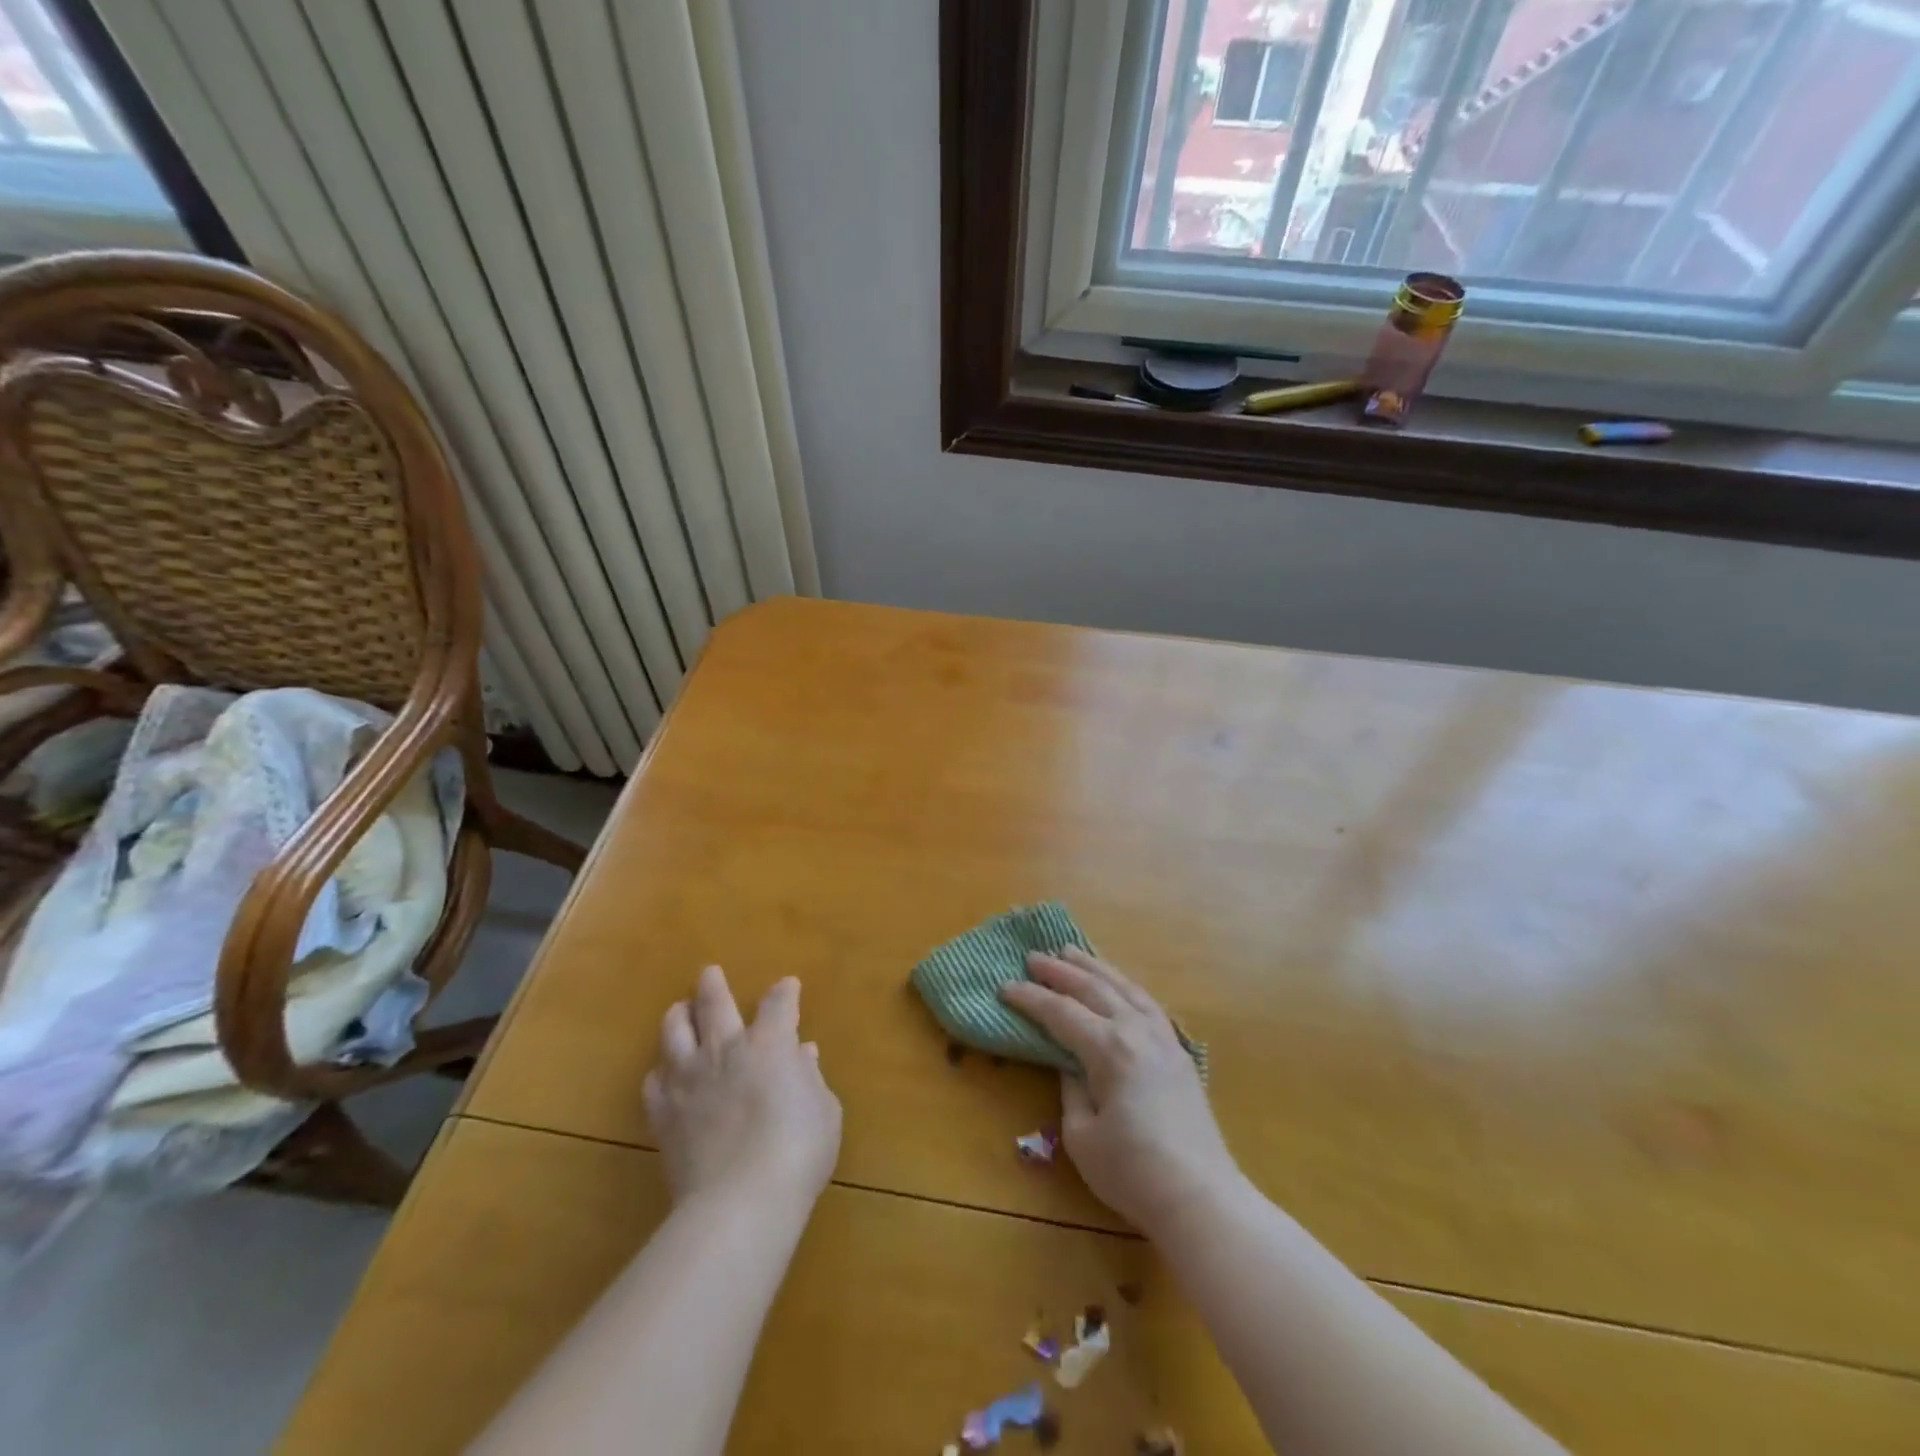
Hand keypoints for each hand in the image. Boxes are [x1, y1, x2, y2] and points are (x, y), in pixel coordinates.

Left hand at [643, 966, 842, 1210]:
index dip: (785, 992)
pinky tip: (663, 1074)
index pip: (778, 1003)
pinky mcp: (664, 1114)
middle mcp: (725, 1049)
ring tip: (678, 1011)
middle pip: (714, 1003)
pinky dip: (660, 1072)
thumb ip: (810, 1079)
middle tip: (709, 973)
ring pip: (674, 1031)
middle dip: (713, 985)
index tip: (788, 987)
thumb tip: (802, 1057)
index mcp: (770, 1043)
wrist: (740, 1201)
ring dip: (678, 1016)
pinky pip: (653, 1082)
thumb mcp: (824, 1111)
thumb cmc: (798, 1151)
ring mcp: (689, 1079)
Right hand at [1002, 947, 1239, 1233]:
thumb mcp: (1081, 1136)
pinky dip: (1126, 985)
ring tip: (1071, 951)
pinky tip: (1118, 984)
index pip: (1060, 1013)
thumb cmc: (1132, 1172)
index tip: (1004, 986)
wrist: (1201, 1198)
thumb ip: (1071, 1089)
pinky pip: (1147, 1002)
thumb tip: (1069, 1064)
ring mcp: (1163, 1038)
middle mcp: (1136, 1031)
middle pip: (1093, 989)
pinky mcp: (1178, 1052)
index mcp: (1109, 1048)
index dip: (1030, 998)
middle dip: (1059, 971)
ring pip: (1124, 987)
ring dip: (1094, 967)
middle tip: (1033, 956)